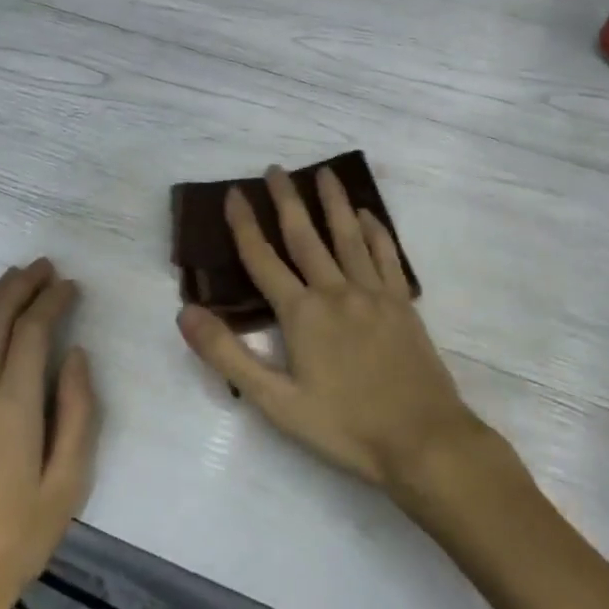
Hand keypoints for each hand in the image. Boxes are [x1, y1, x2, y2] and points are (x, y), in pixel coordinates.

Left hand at [0, 259, 100, 608]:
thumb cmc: (18, 538)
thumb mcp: (68, 482)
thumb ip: (79, 412)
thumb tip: (77, 356)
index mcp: (12, 406)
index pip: (31, 332)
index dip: (51, 301)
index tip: (71, 285)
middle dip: (20, 287)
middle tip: (46, 267)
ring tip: (16, 278)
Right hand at [176, 166, 482, 490]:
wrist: (423, 440)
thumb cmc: (344, 426)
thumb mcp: (275, 401)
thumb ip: (229, 355)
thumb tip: (185, 313)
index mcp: (302, 313)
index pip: (263, 259)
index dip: (244, 225)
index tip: (234, 193)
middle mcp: (336, 291)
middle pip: (306, 235)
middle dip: (287, 200)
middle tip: (276, 169)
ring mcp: (374, 293)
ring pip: (348, 235)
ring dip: (333, 202)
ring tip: (324, 172)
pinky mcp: (403, 303)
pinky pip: (387, 255)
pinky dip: (375, 230)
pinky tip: (367, 215)